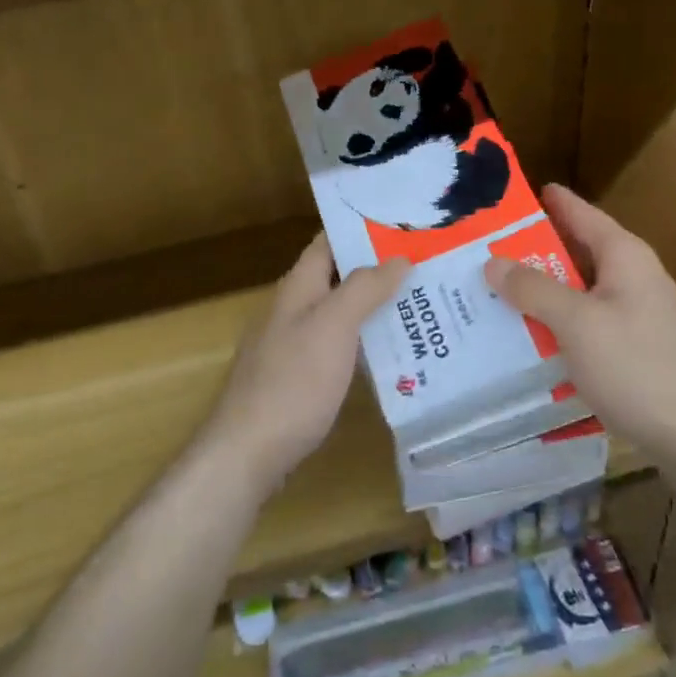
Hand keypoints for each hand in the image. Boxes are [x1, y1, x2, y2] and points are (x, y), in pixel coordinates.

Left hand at [206, 235, 408, 495]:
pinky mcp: (300, 379)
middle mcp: (293, 310)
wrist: (248, 452)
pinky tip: (395, 353)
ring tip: (423, 304)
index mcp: (297, 287)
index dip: (361, 229)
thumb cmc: (293, 381)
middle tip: (427, 265)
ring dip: (375, 306)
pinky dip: (366, 342)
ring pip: (341, 314)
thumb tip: (399, 258)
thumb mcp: (333, 325)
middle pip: (338, 277)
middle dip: (378, 269)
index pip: (328, 242)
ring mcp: (294, 346)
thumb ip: (364, 288)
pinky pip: (339, 347)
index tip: (404, 224)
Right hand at [483, 185, 675, 471]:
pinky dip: (557, 321)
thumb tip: (493, 261)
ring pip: (578, 289)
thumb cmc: (637, 368)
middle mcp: (633, 276)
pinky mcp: (634, 347)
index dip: (544, 200)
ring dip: (541, 290)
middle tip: (481, 250)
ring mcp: (636, 313)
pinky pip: (586, 321)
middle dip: (531, 250)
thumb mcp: (577, 323)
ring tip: (492, 291)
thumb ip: (534, 289)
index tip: (503, 195)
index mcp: (624, 256)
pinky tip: (527, 335)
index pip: (578, 212)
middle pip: (575, 251)